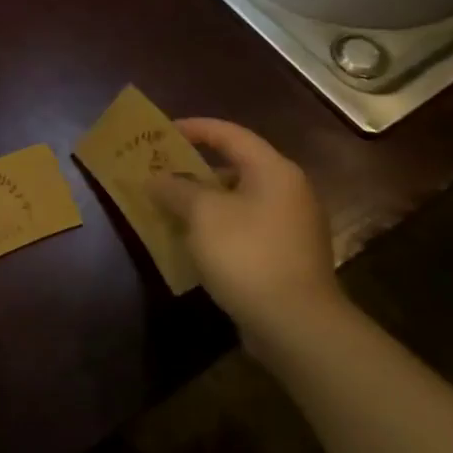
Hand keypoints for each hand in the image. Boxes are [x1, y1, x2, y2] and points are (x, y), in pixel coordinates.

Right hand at [148, 118, 341, 346]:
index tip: (160, 132)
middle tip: (158, 169)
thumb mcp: (201, 214)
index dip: (193, 128)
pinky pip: (242, 226)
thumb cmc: (247, 254)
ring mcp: (289, 225)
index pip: (229, 134)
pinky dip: (215, 225)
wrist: (296, 324)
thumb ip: (175, 188)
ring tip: (166, 204)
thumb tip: (156, 178)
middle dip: (193, 167)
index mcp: (273, 170)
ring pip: (237, 199)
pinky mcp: (284, 255)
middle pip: (234, 166)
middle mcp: (288, 191)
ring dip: (201, 199)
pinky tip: (190, 238)